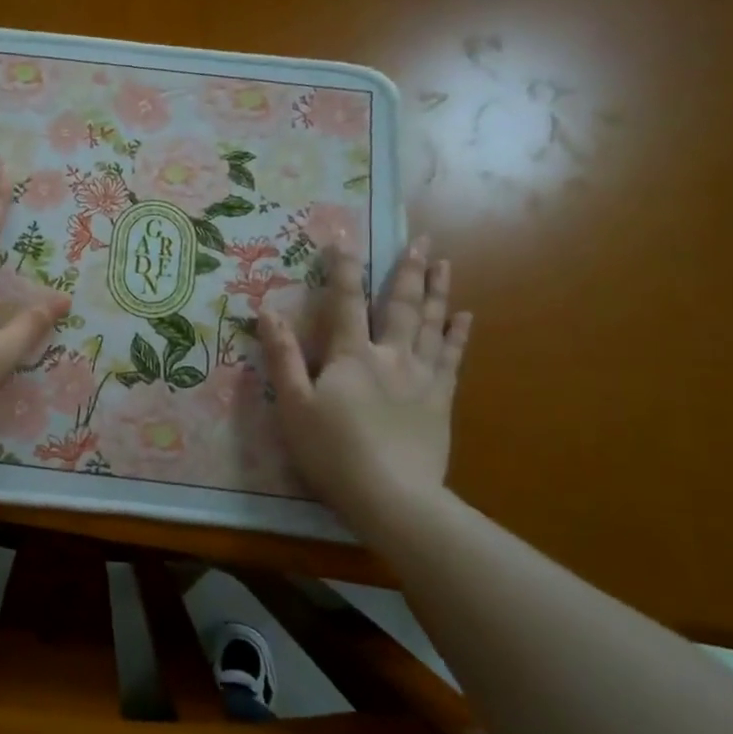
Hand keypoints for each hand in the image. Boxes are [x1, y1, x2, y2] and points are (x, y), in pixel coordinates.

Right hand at [258, 237, 470, 508]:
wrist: (392, 496)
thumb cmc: (333, 451)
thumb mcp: (294, 406)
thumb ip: (283, 357)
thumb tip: (267, 312)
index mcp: (351, 355)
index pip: (346, 302)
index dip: (344, 269)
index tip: (345, 238)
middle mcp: (390, 355)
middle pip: (400, 305)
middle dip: (408, 270)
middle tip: (421, 240)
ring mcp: (421, 376)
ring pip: (431, 324)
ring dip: (437, 291)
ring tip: (444, 263)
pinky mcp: (441, 399)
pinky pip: (453, 358)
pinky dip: (458, 334)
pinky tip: (465, 316)